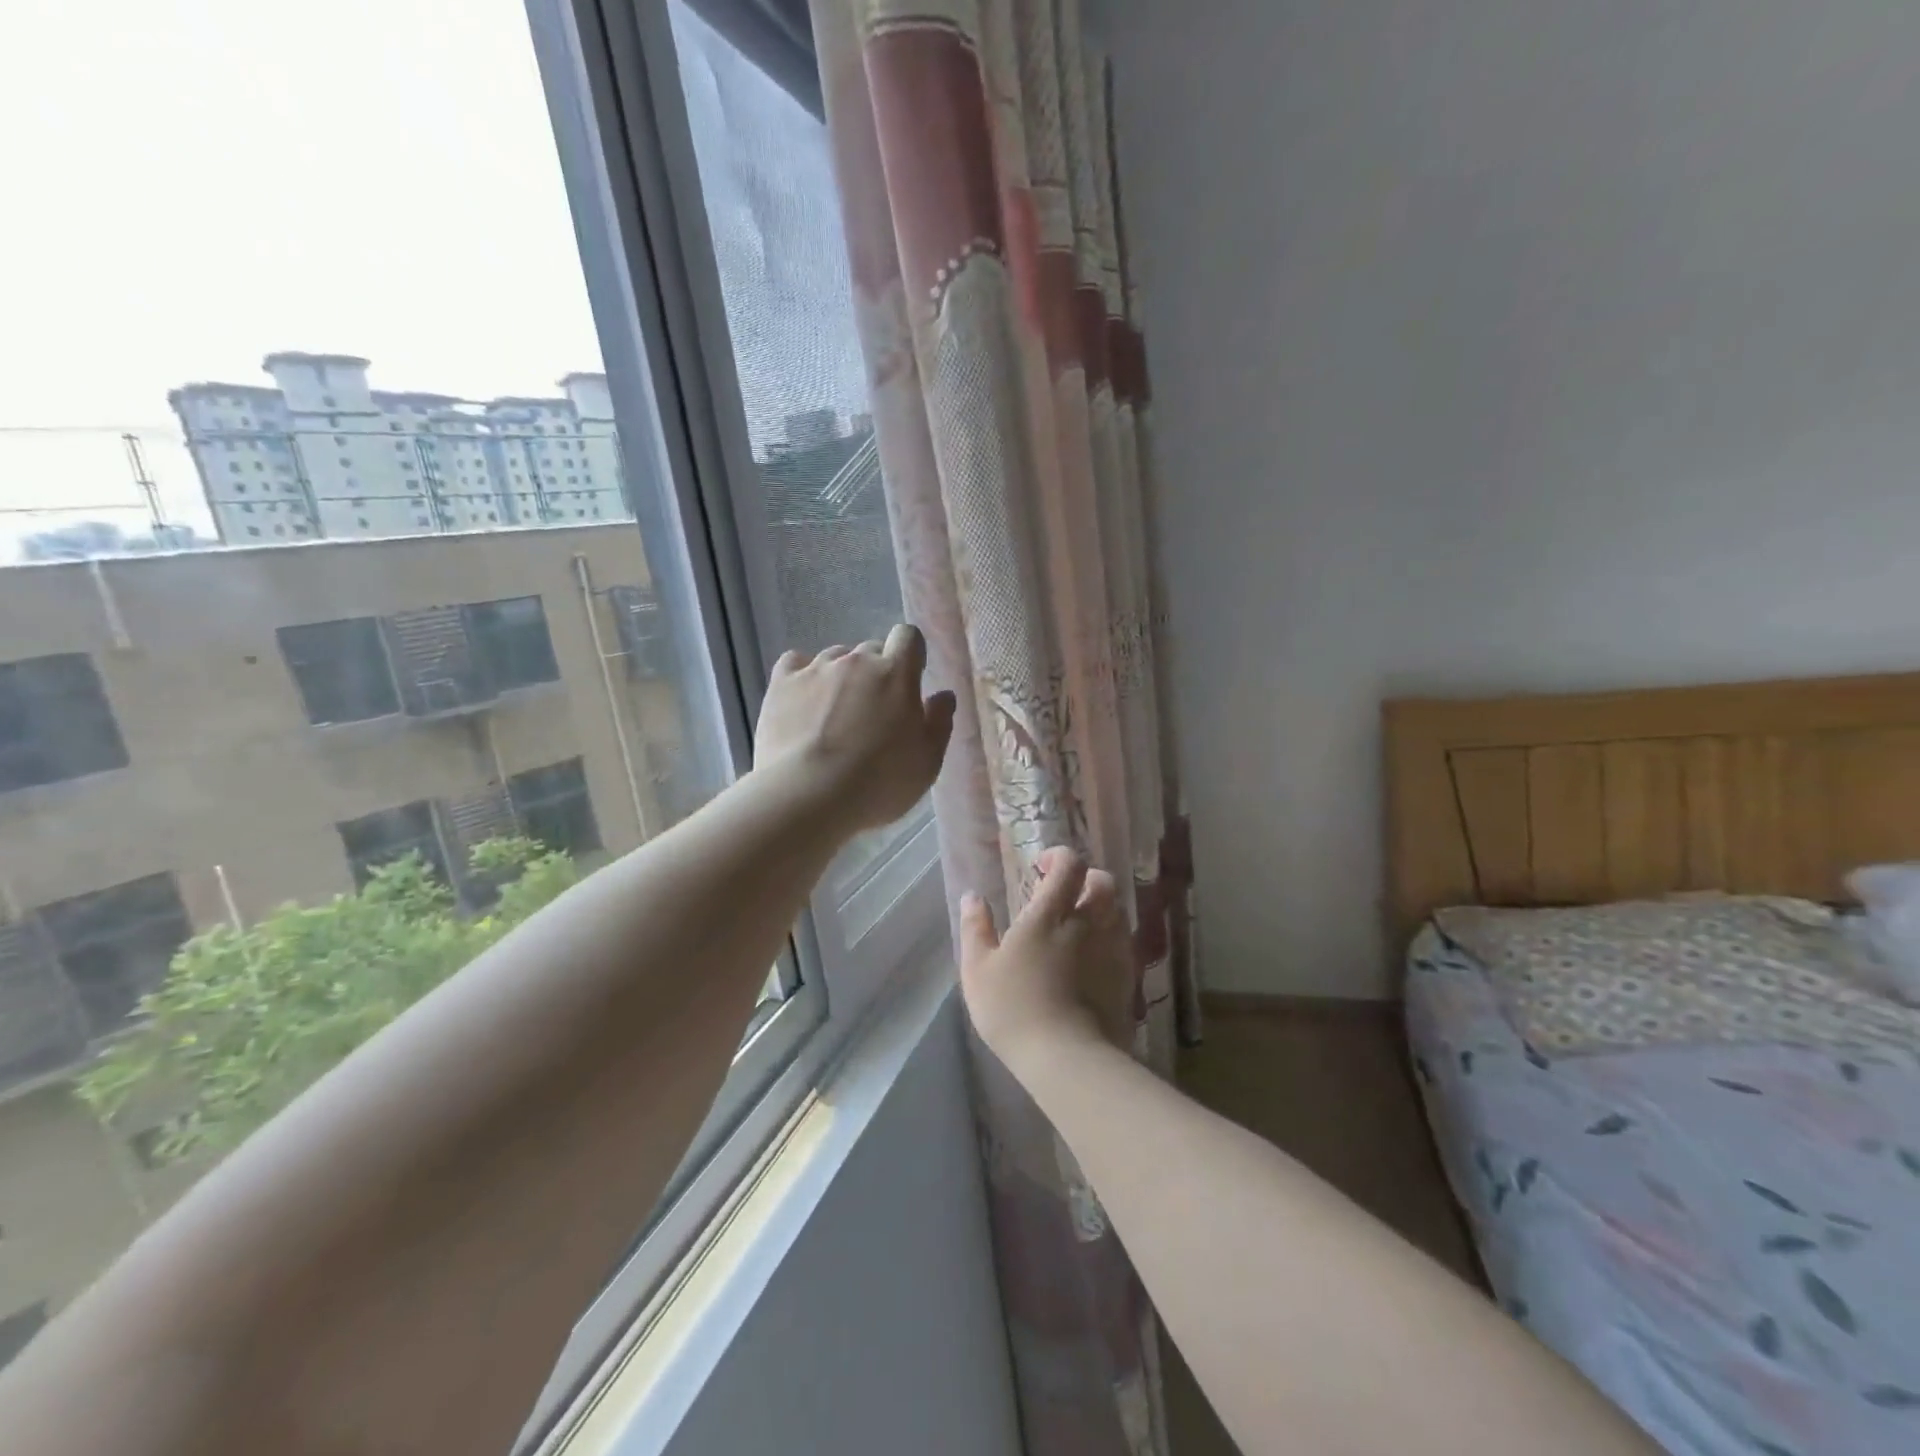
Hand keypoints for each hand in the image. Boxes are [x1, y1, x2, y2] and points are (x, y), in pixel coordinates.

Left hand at [754, 624, 957, 832]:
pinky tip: (802, 700)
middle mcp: (856, 661)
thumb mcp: (927, 762)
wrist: (809, 796)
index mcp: (896, 675)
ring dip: (840, 676)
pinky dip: (801, 676)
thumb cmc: (879, 783)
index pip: (908, 637)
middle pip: (870, 650)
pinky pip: (794, 663)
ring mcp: (816, 669)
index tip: (909, 679)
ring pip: (834, 658)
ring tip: (834, 713)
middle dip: (875, 672)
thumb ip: (939, 722)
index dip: (909, 654)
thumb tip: (943, 695)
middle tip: (872, 711)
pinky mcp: (781, 684)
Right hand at [959, 847, 1135, 1073]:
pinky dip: (1109, 938)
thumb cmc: (1014, 1009)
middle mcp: (1088, 923)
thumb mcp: (978, 970)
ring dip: (1101, 907)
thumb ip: (976, 928)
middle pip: (1103, 882)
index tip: (1042, 867)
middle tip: (1065, 893)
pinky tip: (1092, 958)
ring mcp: (1112, 950)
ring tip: (1079, 925)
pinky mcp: (1127, 977)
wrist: (1068, 1059)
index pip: (1069, 866)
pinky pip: (1123, 942)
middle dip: (1086, 878)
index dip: (1059, 857)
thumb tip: (972, 896)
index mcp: (1050, 915)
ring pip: (1118, 910)